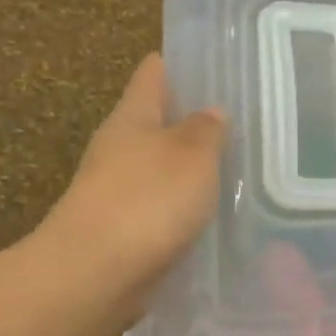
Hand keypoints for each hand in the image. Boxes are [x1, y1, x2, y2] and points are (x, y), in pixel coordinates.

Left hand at [45, 54, 226, 313]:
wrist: (95, 275)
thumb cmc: (146, 201)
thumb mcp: (191, 156)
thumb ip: (206, 131)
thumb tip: (211, 111)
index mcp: (131, 118)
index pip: (153, 75)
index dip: (177, 63)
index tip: (210, 60)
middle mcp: (118, 149)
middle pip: (156, 123)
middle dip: (192, 120)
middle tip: (239, 120)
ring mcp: (116, 192)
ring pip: (160, 168)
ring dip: (189, 168)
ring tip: (235, 168)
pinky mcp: (123, 232)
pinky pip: (161, 208)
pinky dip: (183, 207)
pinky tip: (213, 216)